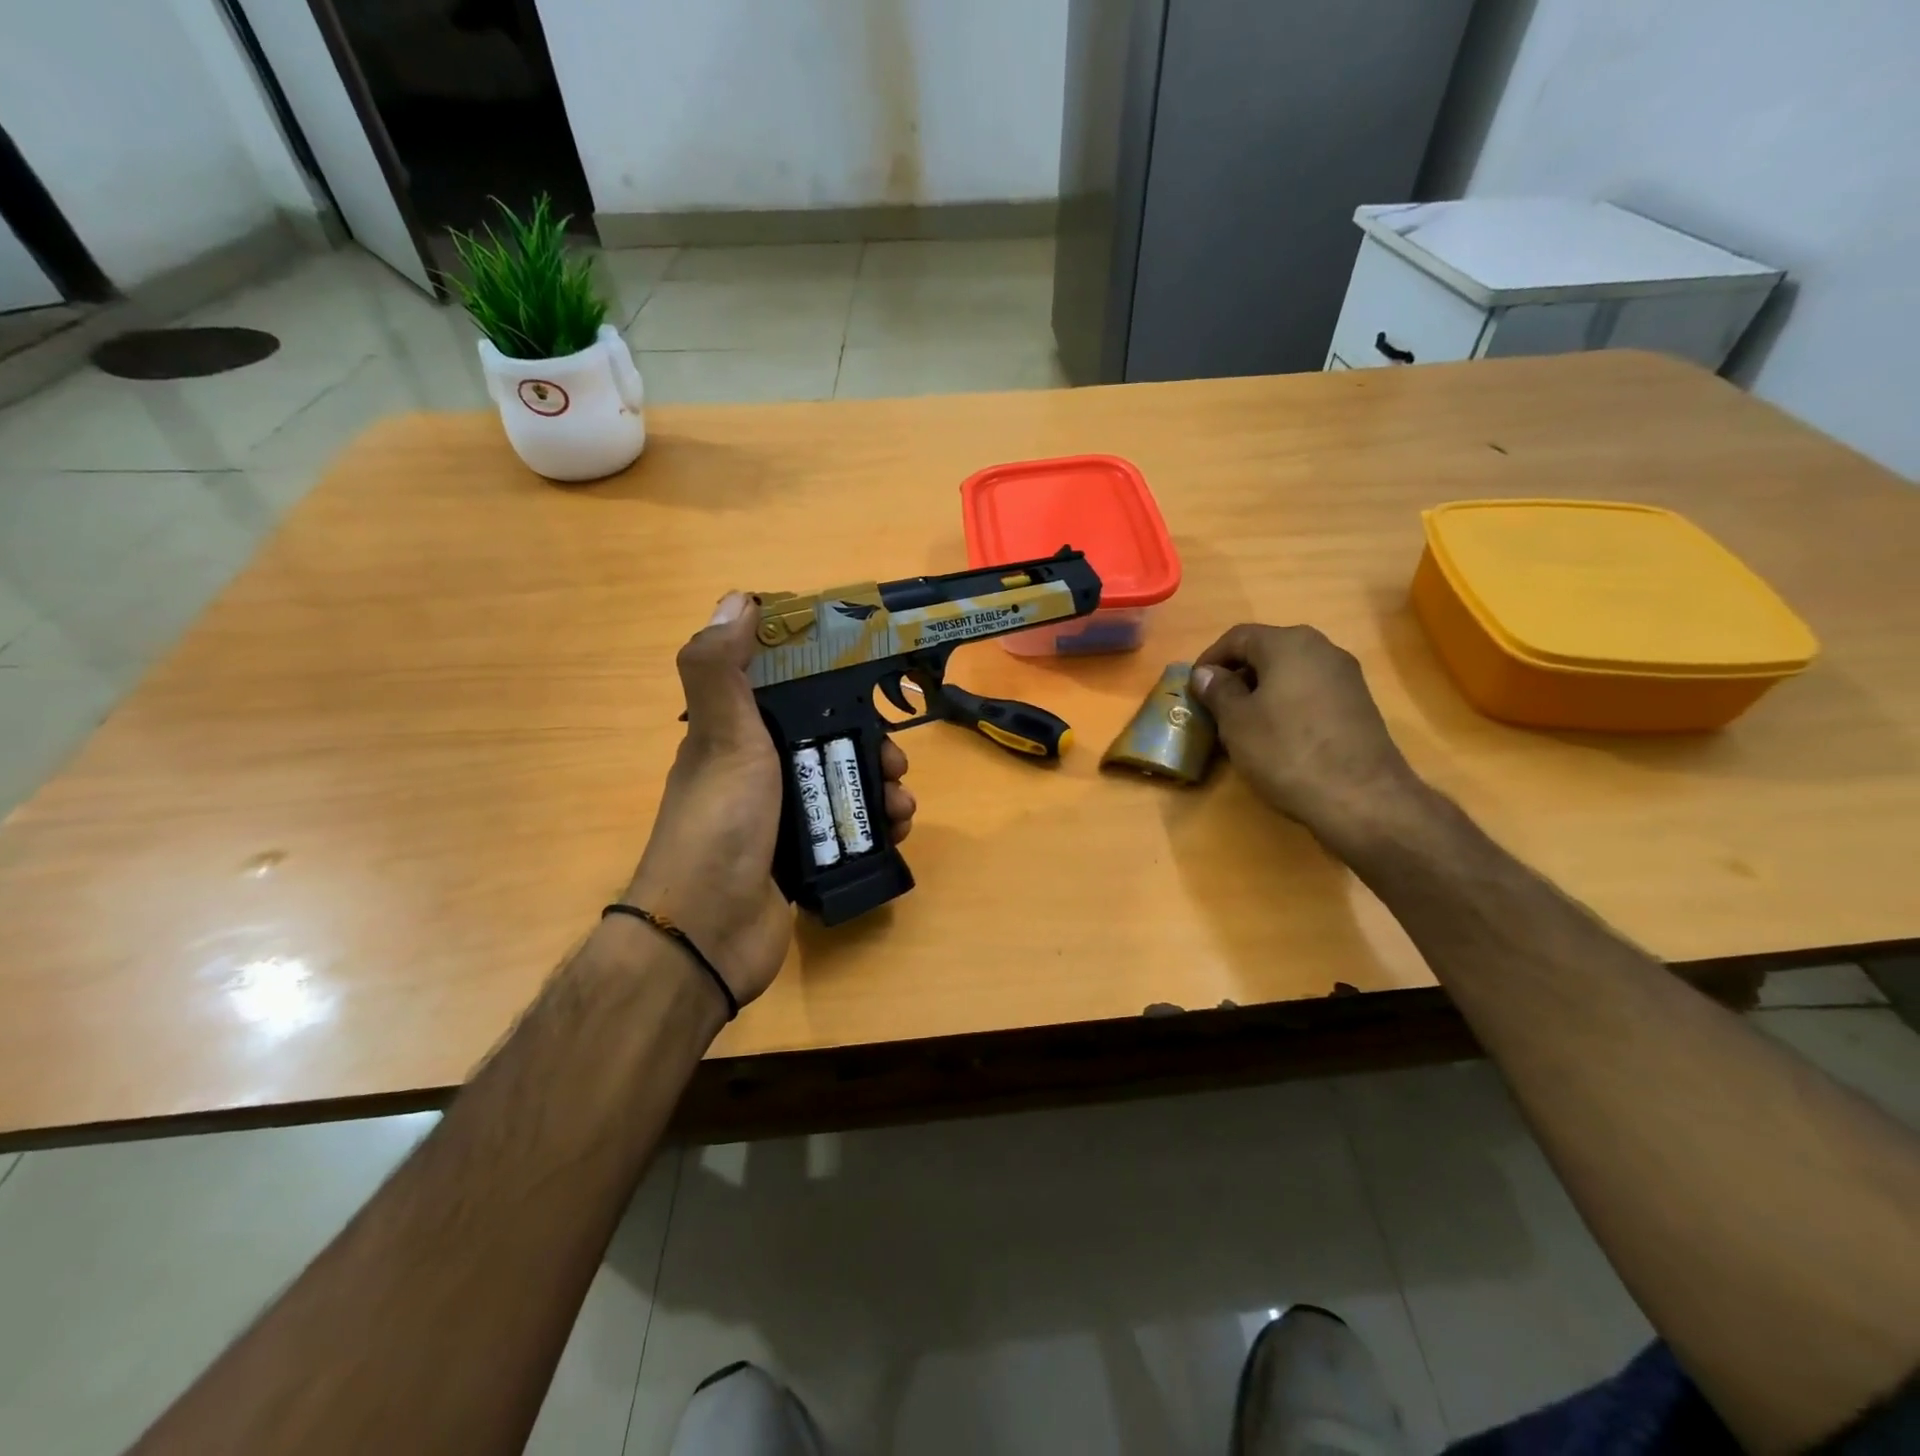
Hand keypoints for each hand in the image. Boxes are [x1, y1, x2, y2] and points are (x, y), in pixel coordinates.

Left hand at [623, 593, 915, 1008]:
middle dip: (871, 744)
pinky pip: (851, 829)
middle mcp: (758, 772)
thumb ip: (723, 668)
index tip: (867, 680)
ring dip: (883, 788)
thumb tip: (740, 599)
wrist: (710, 933)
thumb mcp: (722, 736)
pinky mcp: (803, 858)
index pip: (788, 691)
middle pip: (829, 740)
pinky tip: (896, 833)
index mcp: (735, 735)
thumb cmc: (720, 823)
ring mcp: (782, 818)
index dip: (828, 680)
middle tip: (896, 761)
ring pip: (845, 786)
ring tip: (902, 805)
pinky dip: (878, 826)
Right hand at [1190, 624, 1424, 851]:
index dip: (1210, 659)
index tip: (1193, 687)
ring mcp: (1346, 676)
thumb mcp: (1237, 722)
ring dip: (1262, 691)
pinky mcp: (1359, 704)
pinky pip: (1311, 692)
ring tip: (1243, 724)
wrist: (1361, 797)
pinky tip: (1278, 735)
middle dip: (1237, 675)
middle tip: (1215, 706)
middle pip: (1268, 651)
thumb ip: (1218, 691)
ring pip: (1290, 672)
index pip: (1238, 637)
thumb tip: (1206, 673)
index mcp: (1288, 644)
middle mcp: (1322, 649)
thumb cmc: (1286, 751)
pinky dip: (1287, 704)